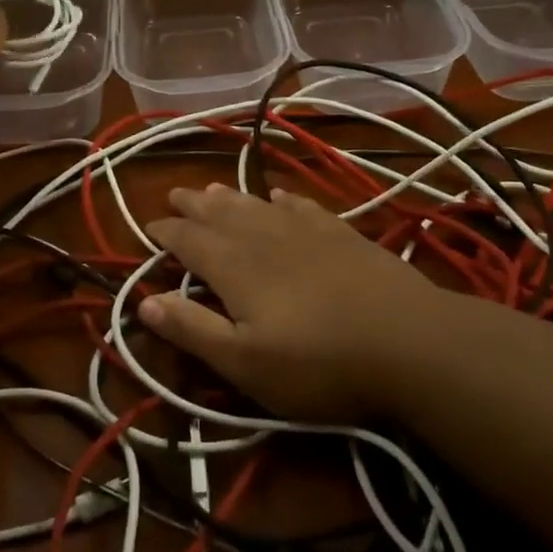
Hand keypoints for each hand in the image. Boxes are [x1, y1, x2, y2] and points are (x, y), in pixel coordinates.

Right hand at [142, 185, 454, 421]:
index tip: (149, 227)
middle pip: (218, 213)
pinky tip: (279, 194)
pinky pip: (300, 205)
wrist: (408, 342)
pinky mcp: (340, 233)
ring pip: (256, 203)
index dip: (165, 232)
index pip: (188, 239)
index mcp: (233, 266)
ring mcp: (305, 230)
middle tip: (174, 193)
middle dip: (193, 204)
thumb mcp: (244, 362)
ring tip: (213, 188)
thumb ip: (193, 329)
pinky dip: (282, 198)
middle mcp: (263, 236)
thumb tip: (144, 301)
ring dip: (230, 196)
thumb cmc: (318, 363)